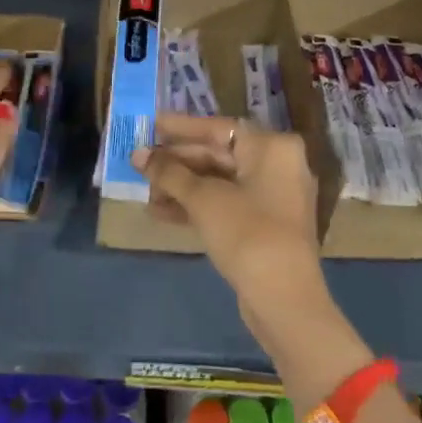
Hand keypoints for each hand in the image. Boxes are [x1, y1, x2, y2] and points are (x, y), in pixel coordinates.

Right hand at [134, 115, 329, 348]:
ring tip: (145, 193)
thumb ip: (168, 173)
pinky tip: (161, 213)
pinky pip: (226, 204)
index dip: (180, 128)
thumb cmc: (246, 233)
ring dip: (181, 187)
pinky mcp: (265, 225)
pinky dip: (196, 206)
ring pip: (219, 182)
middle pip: (218, 155)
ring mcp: (274, 197)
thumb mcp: (203, 199)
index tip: (150, 125)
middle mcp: (278, 165)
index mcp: (272, 147)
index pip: (218, 128)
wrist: (283, 298)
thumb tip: (138, 154)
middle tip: (139, 163)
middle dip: (176, 163)